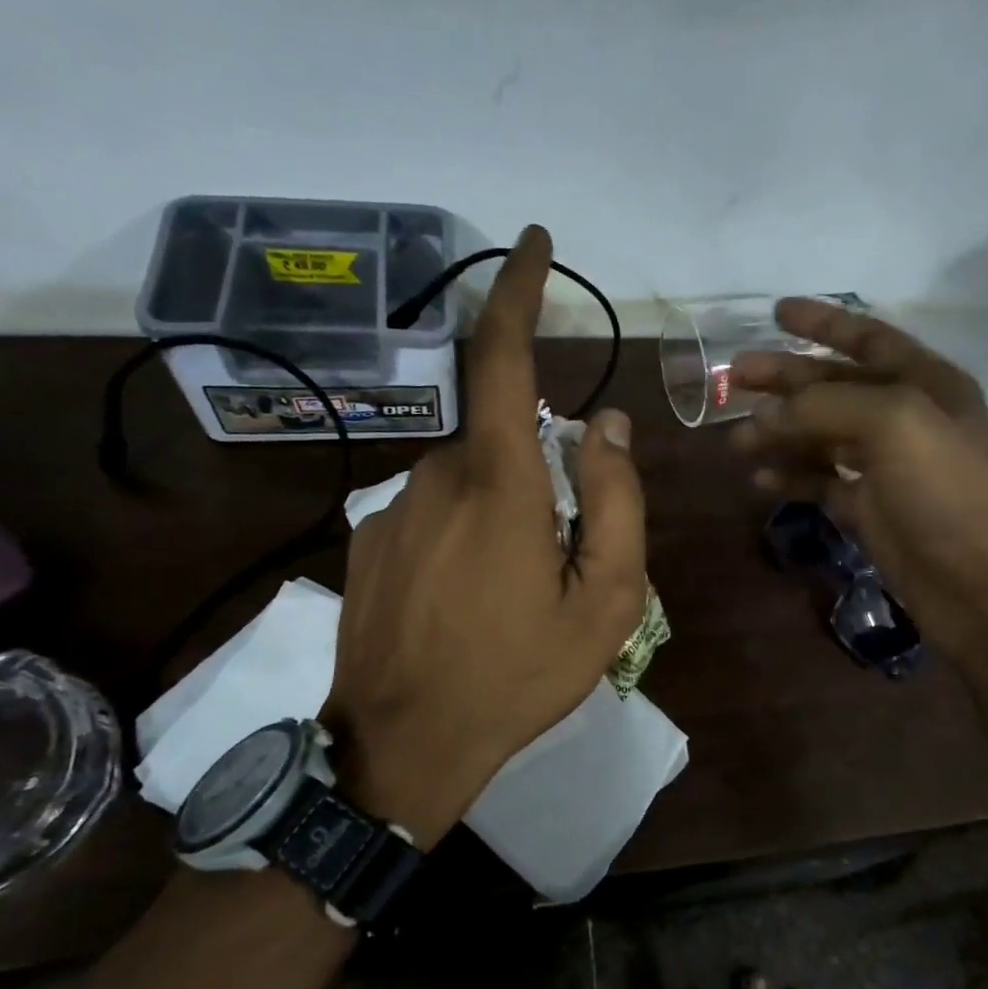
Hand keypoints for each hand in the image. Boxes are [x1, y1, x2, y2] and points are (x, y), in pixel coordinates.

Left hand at [320, 226, 646, 848]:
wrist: (401, 746)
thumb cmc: (518, 674)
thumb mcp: (606, 600)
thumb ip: (617, 500)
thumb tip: (610, 423)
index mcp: (501, 481)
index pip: (500, 355)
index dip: (517, 289)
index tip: (532, 242)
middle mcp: (438, 474)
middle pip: (505, 438)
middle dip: (544, 478)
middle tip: (560, 565)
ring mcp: (392, 507)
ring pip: (473, 479)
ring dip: (508, 515)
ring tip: (515, 599)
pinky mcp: (370, 539)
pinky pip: (437, 510)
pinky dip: (469, 536)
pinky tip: (470, 606)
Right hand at [730, 299, 987, 666]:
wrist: (977, 584)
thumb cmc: (944, 491)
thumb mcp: (893, 423)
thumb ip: (825, 404)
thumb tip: (767, 413)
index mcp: (924, 382)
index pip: (867, 338)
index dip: (822, 322)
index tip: (776, 312)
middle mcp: (904, 417)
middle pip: (833, 386)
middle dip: (784, 379)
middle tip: (734, 376)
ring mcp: (884, 465)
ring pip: (820, 435)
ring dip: (779, 433)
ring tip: (736, 439)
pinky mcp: (867, 508)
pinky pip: (819, 481)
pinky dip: (790, 476)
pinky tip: (760, 478)